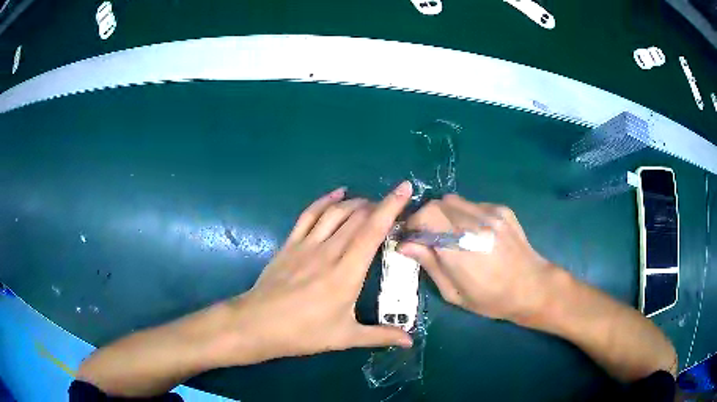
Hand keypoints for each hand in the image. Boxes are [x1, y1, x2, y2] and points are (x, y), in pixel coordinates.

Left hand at [222, 183, 414, 365]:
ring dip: (355, 203)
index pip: (373, 231)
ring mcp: (307, 244)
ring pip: (335, 212)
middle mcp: (329, 251)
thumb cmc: (304, 333)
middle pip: (357, 217)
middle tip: (392, 207)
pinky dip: (324, 201)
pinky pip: (309, 214)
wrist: (258, 324)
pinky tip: (336, 194)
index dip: (391, 207)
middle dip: (378, 205)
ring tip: (370, 203)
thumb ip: (380, 335)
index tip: (405, 188)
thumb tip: (410, 341)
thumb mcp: (345, 337)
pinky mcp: (290, 244)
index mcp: (347, 273)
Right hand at [399, 194, 555, 324]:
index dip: (412, 224)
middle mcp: (474, 224)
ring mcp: (491, 214)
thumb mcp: (454, 293)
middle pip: (436, 204)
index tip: (410, 238)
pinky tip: (474, 233)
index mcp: (460, 250)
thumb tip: (404, 245)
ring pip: (453, 201)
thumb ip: (430, 264)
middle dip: (425, 218)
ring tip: (451, 234)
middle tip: (427, 237)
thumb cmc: (491, 299)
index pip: (425, 217)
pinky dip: (464, 215)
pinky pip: (472, 204)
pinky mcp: (502, 209)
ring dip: (444, 214)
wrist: (532, 287)